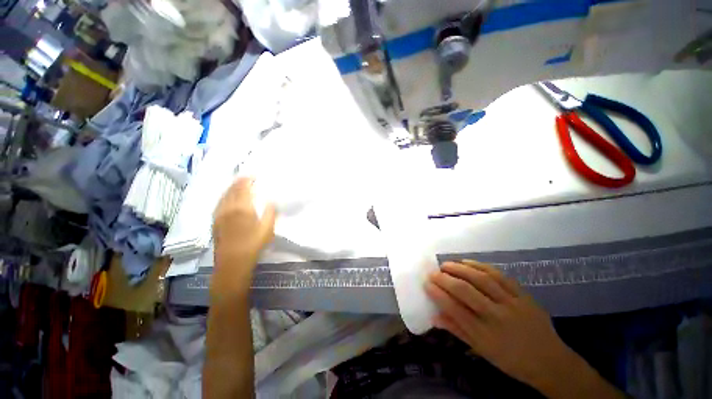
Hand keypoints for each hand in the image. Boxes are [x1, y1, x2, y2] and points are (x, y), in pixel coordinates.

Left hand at [211, 178, 275, 297]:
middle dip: (239, 181)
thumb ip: (270, 213)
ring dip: (231, 188)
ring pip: (223, 195)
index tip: (254, 175)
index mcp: (242, 208)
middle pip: (231, 189)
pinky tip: (228, 199)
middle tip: (247, 178)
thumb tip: (271, 201)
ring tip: (238, 186)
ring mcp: (219, 214)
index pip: (242, 187)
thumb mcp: (268, 229)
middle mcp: (227, 208)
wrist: (232, 262)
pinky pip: (219, 203)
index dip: (247, 179)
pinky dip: (225, 196)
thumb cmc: (253, 245)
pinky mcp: (215, 221)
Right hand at [425, 261, 578, 389]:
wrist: (551, 361)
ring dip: (460, 268)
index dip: (438, 294)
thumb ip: (458, 331)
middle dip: (445, 279)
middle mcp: (497, 317)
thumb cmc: (512, 361)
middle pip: (466, 291)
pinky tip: (468, 262)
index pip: (455, 309)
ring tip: (446, 264)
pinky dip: (480, 266)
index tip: (426, 284)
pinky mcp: (523, 295)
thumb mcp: (483, 351)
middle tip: (433, 272)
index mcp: (486, 335)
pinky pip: (499, 275)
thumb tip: (434, 317)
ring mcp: (512, 303)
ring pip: (482, 279)